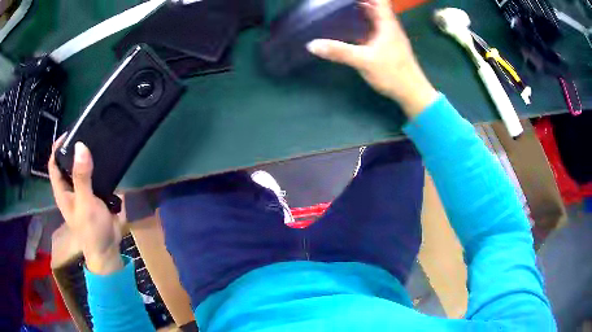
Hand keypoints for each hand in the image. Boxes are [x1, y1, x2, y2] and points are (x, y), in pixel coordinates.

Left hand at [49, 136, 123, 274]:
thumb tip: (80, 145)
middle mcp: (70, 188)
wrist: (108, 248)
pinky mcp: (96, 193)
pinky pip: (95, 175)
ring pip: (82, 167)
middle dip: (74, 149)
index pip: (54, 164)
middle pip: (67, 163)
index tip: (69, 134)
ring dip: (87, 156)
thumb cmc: (92, 229)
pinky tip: (107, 157)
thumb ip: (82, 177)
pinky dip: (99, 165)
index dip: (57, 148)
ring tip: (98, 140)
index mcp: (62, 191)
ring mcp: (83, 191)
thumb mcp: (85, 203)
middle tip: (87, 133)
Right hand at [307, 0, 437, 117]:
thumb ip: (339, 51)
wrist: (411, 92)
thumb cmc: (393, 73)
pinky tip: (348, 27)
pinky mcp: (385, 44)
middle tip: (336, 3)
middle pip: (374, 5)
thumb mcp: (364, 61)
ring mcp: (388, 35)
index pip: (380, 0)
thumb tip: (312, 44)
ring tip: (338, 9)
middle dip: (357, 1)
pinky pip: (371, 27)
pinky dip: (360, 23)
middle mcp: (388, 25)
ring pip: (373, 16)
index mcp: (387, 22)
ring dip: (359, 10)